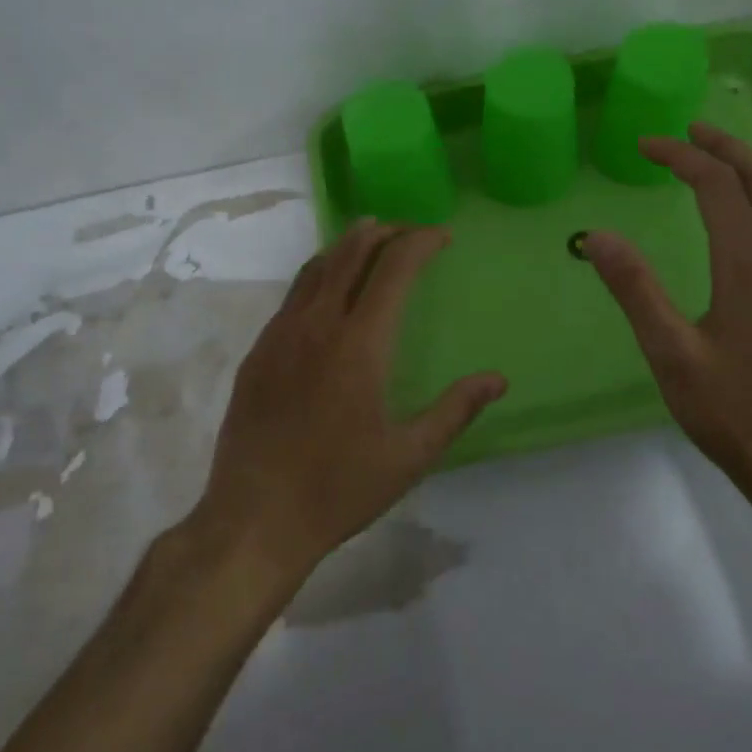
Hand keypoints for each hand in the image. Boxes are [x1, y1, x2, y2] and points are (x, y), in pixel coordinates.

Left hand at [196, 220, 506, 583]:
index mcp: (359, 344)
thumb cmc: (338, 489)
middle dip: (385, 231)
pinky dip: (320, 275)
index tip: (444, 237)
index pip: (393, 268)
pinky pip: (293, 295)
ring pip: (316, 268)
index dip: (421, 242)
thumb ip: (455, 410)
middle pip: (351, 252)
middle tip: (412, 231)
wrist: (253, 519)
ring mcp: (280, 335)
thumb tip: (498, 379)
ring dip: (348, 246)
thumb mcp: (410, 456)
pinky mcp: (257, 353)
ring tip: (372, 242)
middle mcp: (317, 325)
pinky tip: (330, 293)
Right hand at [582, 122, 751, 523]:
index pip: (716, 186)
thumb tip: (597, 235)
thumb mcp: (671, 352)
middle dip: (725, 147)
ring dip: (747, 171)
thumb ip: (635, 289)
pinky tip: (739, 222)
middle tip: (688, 131)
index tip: (644, 145)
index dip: (681, 156)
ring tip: (713, 160)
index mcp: (748, 265)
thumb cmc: (733, 411)